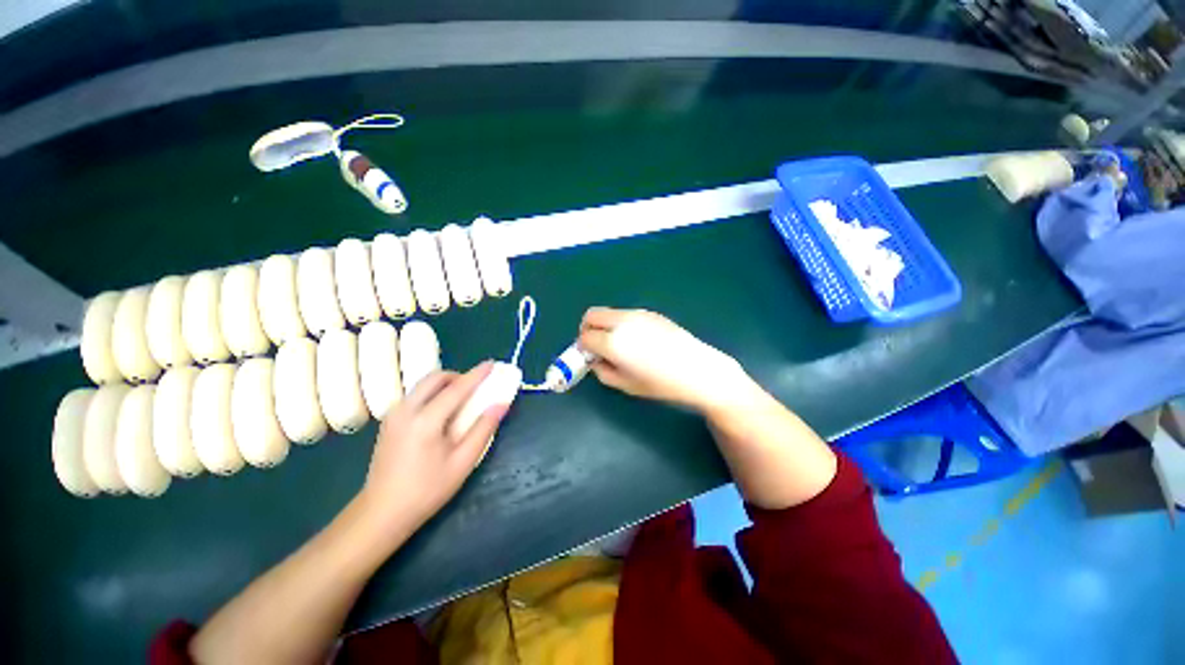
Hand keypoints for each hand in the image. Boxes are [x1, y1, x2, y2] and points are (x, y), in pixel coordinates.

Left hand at [357, 363, 507, 533]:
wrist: (381, 513)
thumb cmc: (427, 490)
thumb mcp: (463, 462)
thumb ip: (483, 429)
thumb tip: (501, 403)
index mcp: (426, 421)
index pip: (457, 388)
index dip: (477, 374)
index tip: (492, 364)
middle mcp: (407, 410)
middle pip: (435, 378)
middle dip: (458, 376)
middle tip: (475, 388)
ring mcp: (394, 414)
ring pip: (423, 384)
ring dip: (445, 384)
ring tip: (461, 400)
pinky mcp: (389, 421)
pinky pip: (416, 395)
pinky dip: (433, 393)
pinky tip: (442, 412)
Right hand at [577, 308, 752, 412]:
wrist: (698, 371)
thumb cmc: (662, 384)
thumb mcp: (626, 385)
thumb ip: (603, 371)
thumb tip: (595, 360)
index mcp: (614, 341)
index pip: (585, 337)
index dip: (583, 348)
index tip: (589, 358)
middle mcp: (622, 322)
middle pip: (592, 315)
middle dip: (588, 329)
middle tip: (596, 346)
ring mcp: (638, 314)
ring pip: (609, 312)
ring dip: (605, 325)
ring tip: (619, 345)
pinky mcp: (651, 313)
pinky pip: (626, 315)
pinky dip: (620, 324)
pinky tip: (637, 341)